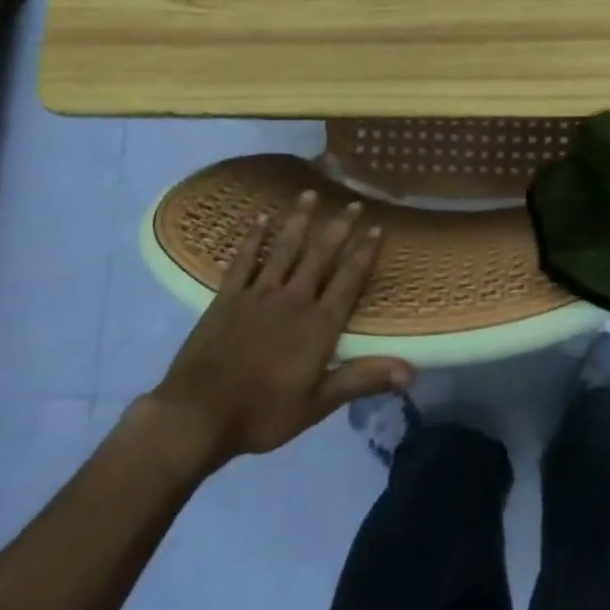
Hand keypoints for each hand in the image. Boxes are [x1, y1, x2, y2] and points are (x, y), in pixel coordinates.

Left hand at [148, 191, 413, 472]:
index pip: (349, 280)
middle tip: (352, 202)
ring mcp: (258, 294)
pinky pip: (244, 259)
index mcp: (318, 325)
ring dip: (299, 220)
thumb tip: (411, 371)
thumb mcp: (319, 404)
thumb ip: (363, 379)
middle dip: (339, 228)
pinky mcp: (228, 296)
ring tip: (309, 194)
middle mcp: (293, 299)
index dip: (365, 252)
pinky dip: (253, 238)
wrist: (198, 415)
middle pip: (320, 255)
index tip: (377, 227)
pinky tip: (260, 218)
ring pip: (284, 248)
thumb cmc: (263, 413)